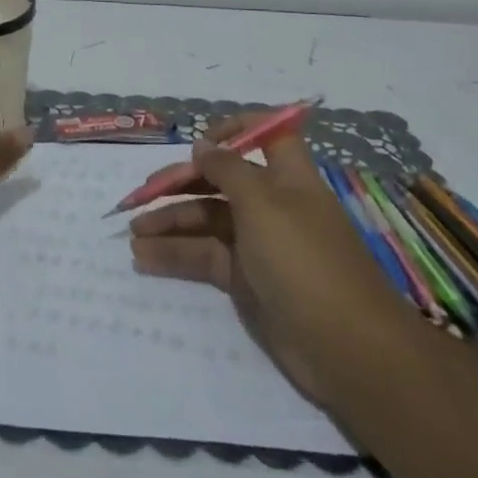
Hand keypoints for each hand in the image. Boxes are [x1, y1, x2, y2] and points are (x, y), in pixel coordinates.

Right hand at [128, 115, 407, 401]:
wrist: (346, 348)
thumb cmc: (304, 259)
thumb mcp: (263, 203)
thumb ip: (228, 169)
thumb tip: (204, 145)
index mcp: (286, 176)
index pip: (265, 135)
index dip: (233, 129)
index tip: (199, 141)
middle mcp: (272, 204)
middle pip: (221, 180)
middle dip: (182, 182)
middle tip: (141, 195)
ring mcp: (258, 244)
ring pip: (207, 220)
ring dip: (170, 222)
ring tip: (132, 231)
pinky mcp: (246, 281)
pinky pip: (205, 257)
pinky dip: (176, 255)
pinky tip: (144, 257)